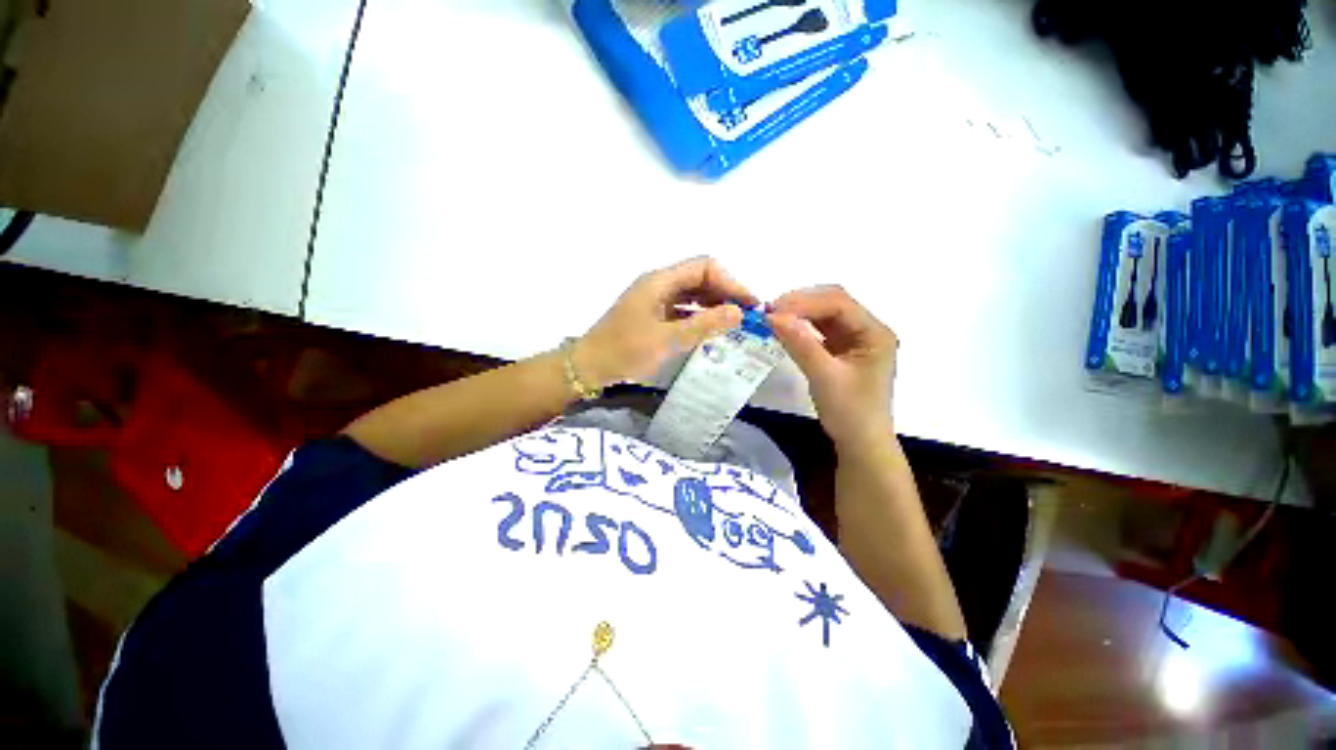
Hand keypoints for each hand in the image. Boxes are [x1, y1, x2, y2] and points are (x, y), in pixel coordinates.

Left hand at [576, 257, 757, 387]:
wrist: (589, 366)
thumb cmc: (625, 351)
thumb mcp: (667, 339)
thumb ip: (704, 324)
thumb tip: (739, 312)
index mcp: (660, 281)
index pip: (704, 267)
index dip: (730, 282)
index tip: (748, 304)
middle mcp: (659, 284)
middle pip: (699, 278)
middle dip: (725, 293)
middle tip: (747, 316)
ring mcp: (655, 299)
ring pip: (692, 294)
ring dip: (714, 305)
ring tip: (735, 324)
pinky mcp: (653, 315)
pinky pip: (683, 309)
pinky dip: (699, 316)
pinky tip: (711, 330)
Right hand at [768, 286, 897, 447]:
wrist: (860, 443)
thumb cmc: (849, 412)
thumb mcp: (824, 377)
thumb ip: (800, 344)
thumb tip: (772, 317)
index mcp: (875, 333)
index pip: (838, 303)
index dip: (804, 302)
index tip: (773, 310)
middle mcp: (868, 329)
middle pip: (833, 303)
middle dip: (801, 303)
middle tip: (770, 311)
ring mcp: (855, 339)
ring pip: (825, 314)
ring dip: (800, 313)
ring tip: (773, 317)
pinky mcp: (842, 349)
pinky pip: (820, 329)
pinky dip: (802, 326)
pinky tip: (785, 328)